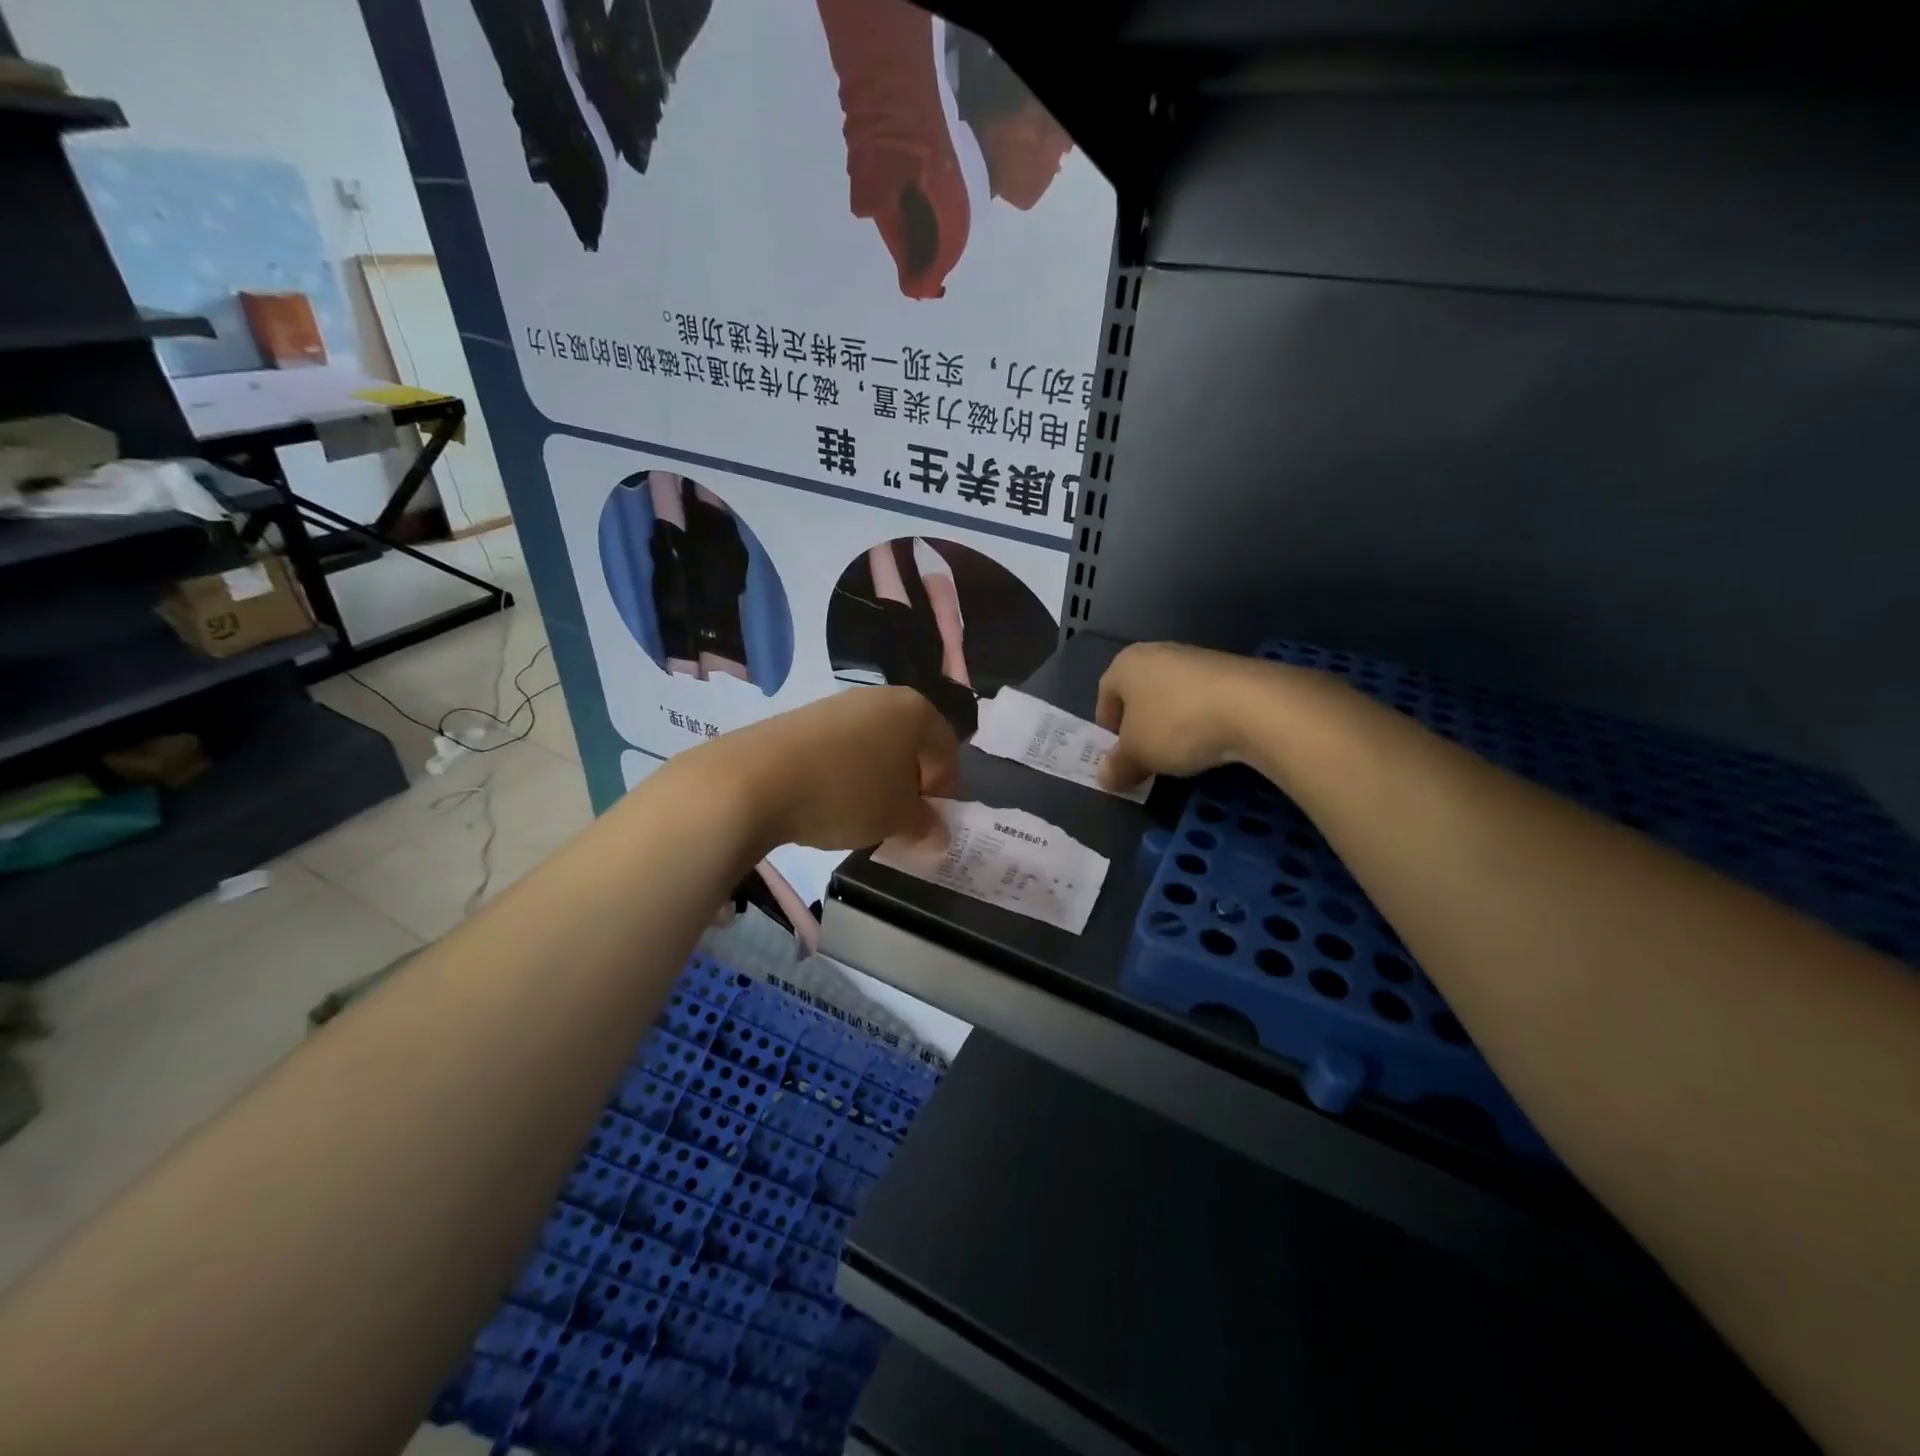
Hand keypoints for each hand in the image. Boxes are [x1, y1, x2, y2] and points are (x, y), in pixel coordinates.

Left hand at [710, 686, 959, 852]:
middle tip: (896, 822)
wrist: (755, 780)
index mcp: (915, 710)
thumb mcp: (896, 818)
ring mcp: (838, 705)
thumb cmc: (846, 793)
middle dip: (909, 786)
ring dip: (876, 782)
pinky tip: (825, 802)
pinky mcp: (803, 719)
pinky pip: (840, 750)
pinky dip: (843, 776)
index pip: (947, 752)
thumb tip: (938, 834)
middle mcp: (880, 698)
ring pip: (874, 748)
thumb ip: (925, 825)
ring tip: (857, 816)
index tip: (927, 824)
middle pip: (910, 746)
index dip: (944, 792)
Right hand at [1096, 642, 1276, 791]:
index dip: (1107, 730)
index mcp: (1127, 664)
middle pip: (1140, 695)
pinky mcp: (1231, 670)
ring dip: (1172, 725)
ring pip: (1173, 697)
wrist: (1255, 706)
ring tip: (1182, 753)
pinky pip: (1204, 699)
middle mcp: (1158, 652)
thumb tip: (1104, 778)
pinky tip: (1211, 742)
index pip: (1104, 697)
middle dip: (1140, 728)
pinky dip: (1202, 720)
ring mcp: (1197, 658)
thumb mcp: (1138, 755)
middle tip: (1147, 758)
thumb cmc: (1176, 724)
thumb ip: (1117, 767)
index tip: (1118, 757)